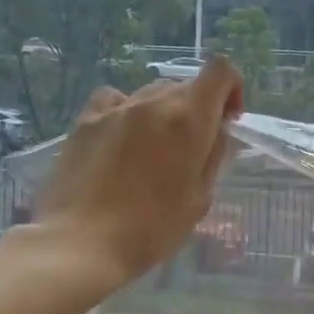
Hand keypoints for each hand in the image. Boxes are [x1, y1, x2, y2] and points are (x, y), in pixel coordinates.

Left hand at [34, 57, 244, 288]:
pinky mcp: (86, 120)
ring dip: (164, 112)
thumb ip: (213, 157)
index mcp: (189, 119)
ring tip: (154, 149)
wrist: (81, 243)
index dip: (232, 88)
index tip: (228, 120)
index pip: (220, 71)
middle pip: (187, 85)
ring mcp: (117, 108)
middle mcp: (155, 103)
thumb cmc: (151, 229)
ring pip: (152, 93)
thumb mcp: (199, 199)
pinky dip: (126, 110)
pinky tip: (121, 136)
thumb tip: (216, 133)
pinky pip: (114, 100)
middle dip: (198, 108)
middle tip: (193, 147)